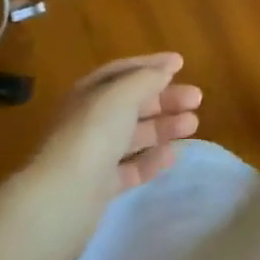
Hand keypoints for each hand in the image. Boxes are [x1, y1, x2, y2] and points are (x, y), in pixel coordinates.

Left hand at [34, 53, 202, 194]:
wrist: (63, 196)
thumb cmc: (93, 134)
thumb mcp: (122, 95)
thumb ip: (146, 79)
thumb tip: (165, 70)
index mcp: (89, 94)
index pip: (122, 72)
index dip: (151, 65)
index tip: (181, 64)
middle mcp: (89, 121)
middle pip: (133, 104)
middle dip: (165, 99)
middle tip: (197, 99)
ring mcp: (94, 155)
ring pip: (135, 135)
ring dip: (164, 127)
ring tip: (193, 126)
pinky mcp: (100, 186)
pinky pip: (131, 168)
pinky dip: (152, 160)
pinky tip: (172, 156)